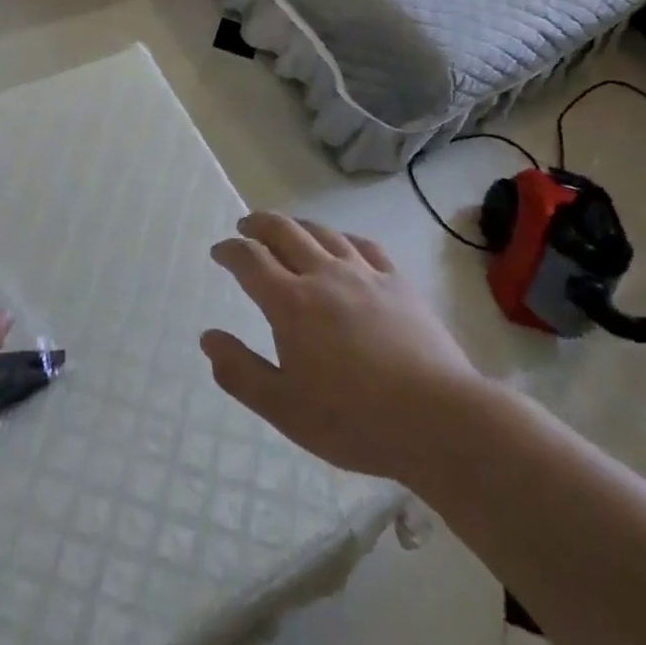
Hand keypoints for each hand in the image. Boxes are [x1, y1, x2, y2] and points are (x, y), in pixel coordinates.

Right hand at [201, 214, 480, 484]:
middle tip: (246, 226)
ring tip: (288, 230)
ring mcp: (365, 274)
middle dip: (259, 224)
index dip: (230, 250)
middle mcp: (324, 275)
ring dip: (298, 225)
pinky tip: (343, 245)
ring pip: (323, 232)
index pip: (250, 259)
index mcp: (291, 302)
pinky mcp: (398, 283)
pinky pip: (364, 245)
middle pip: (285, 231)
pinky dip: (342, 238)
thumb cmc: (353, 419)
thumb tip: (208, 338)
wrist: (437, 419)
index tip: (220, 251)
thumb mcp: (283, 408)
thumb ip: (240, 372)